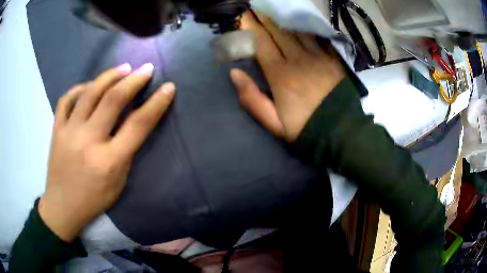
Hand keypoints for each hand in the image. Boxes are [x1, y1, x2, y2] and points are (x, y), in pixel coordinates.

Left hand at [39, 63, 174, 241]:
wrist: (62, 206)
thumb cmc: (94, 200)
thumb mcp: (119, 183)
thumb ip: (126, 152)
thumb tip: (132, 123)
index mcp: (108, 161)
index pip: (138, 125)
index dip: (156, 104)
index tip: (168, 87)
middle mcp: (88, 141)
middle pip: (113, 100)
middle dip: (134, 80)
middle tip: (146, 69)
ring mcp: (69, 132)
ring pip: (90, 92)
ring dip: (110, 76)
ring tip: (123, 68)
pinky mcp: (57, 129)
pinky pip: (67, 99)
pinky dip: (80, 88)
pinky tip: (90, 85)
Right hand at [230, 12, 345, 141]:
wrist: (340, 132)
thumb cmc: (304, 128)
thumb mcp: (273, 122)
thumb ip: (252, 98)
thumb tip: (235, 73)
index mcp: (280, 75)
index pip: (262, 44)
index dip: (251, 27)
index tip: (244, 15)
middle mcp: (298, 60)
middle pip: (278, 33)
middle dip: (265, 19)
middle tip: (257, 9)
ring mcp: (318, 57)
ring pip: (297, 32)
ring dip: (284, 21)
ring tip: (274, 12)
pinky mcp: (333, 60)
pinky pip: (317, 39)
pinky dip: (306, 29)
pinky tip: (300, 23)